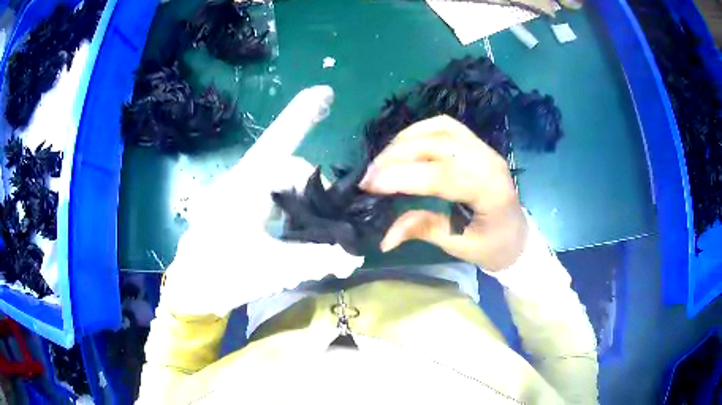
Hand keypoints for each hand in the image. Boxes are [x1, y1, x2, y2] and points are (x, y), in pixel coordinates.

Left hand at [160, 86, 362, 316]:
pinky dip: (291, 209)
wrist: (192, 289)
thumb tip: (354, 256)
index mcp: (246, 184)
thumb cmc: (222, 273)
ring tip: (313, 231)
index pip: (279, 140)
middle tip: (330, 223)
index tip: (326, 92)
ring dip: (303, 202)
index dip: (303, 114)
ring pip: (282, 183)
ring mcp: (240, 193)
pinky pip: (273, 197)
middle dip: (315, 190)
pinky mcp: (240, 206)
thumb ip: (317, 259)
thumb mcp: (272, 267)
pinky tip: (294, 232)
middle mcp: (243, 180)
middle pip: (290, 168)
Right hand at [359, 115, 527, 270]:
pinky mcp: (476, 144)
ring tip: (382, 160)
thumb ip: (422, 230)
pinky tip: (403, 145)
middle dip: (397, 157)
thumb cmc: (493, 246)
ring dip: (405, 140)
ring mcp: (483, 147)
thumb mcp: (458, 245)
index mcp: (491, 190)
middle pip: (437, 145)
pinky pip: (444, 126)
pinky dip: (419, 131)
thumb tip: (384, 239)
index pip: (442, 176)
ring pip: (439, 129)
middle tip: (369, 176)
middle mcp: (488, 160)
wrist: (517, 235)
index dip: (402, 177)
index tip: (370, 185)